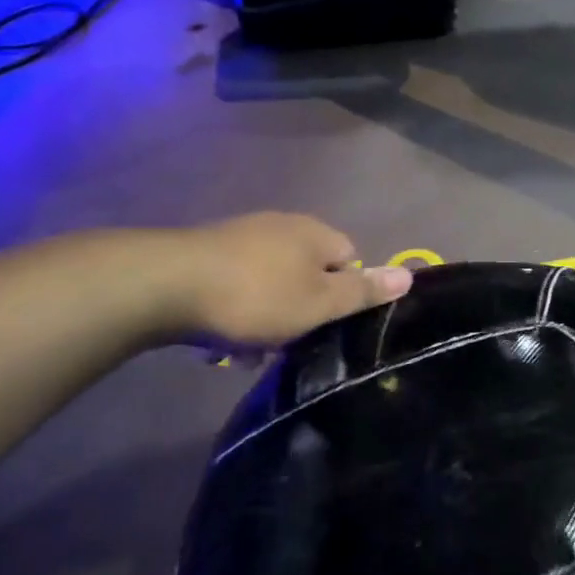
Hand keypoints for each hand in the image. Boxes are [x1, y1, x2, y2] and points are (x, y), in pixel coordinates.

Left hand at [149, 213, 410, 347]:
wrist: (164, 285)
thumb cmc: (256, 296)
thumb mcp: (318, 303)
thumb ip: (364, 292)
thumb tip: (410, 275)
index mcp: (316, 233)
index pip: (351, 260)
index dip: (344, 295)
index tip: (325, 325)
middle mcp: (283, 225)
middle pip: (309, 271)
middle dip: (302, 308)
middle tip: (288, 341)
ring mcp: (242, 234)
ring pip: (272, 280)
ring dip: (268, 313)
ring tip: (249, 348)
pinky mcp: (207, 250)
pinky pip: (238, 282)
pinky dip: (237, 307)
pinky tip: (220, 336)